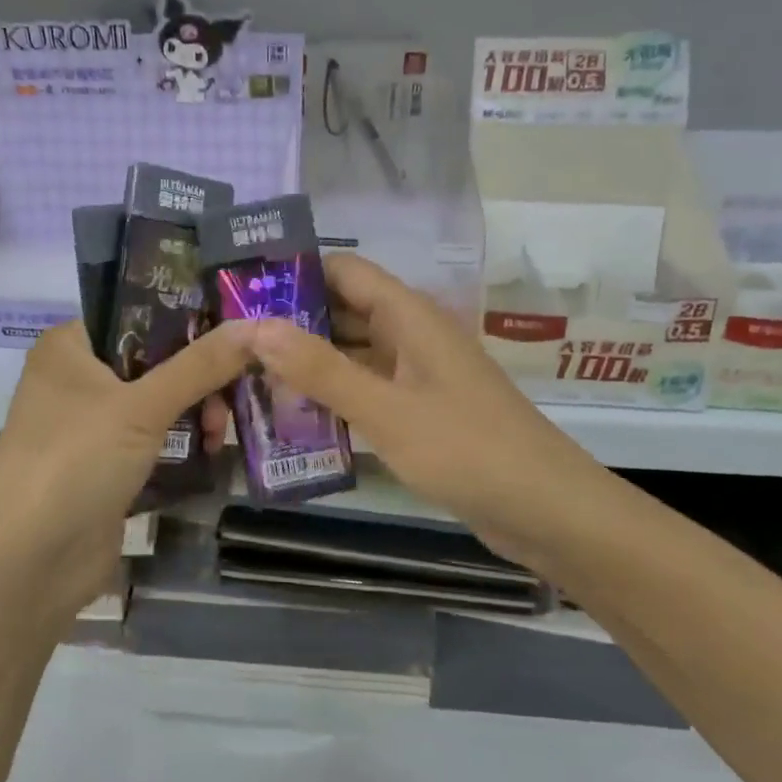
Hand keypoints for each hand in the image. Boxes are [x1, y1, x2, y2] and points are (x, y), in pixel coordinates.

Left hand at [0, 319, 252, 627]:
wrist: (30, 564)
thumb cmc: (76, 462)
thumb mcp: (142, 406)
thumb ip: (200, 365)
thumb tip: (258, 325)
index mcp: (70, 347)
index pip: (136, 313)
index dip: (188, 318)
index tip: (237, 327)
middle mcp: (76, 378)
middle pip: (153, 359)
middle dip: (198, 377)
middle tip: (232, 395)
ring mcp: (89, 425)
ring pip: (157, 401)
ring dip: (194, 412)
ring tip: (220, 434)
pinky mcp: (105, 465)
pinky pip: (153, 439)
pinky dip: (182, 443)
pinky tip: (212, 452)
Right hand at [249, 254, 602, 567]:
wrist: (548, 511)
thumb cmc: (466, 449)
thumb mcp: (384, 409)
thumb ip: (320, 368)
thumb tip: (255, 326)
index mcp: (409, 314)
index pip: (342, 270)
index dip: (294, 273)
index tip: (242, 292)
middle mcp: (413, 333)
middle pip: (344, 309)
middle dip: (293, 321)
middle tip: (233, 341)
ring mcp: (418, 372)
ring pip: (354, 351)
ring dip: (310, 360)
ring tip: (250, 376)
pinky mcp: (422, 408)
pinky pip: (369, 386)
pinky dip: (335, 393)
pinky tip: (296, 413)